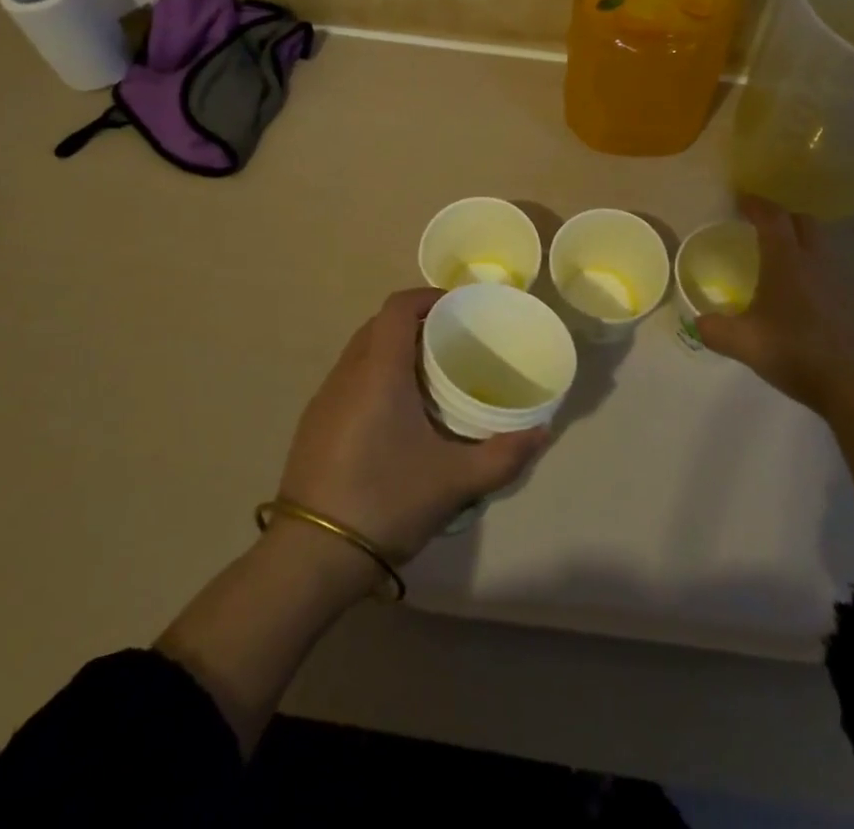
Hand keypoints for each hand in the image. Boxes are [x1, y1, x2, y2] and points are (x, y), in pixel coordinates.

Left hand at [278, 288, 549, 560]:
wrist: (311, 556)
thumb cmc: (386, 501)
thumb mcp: (455, 481)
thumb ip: (504, 455)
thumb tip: (542, 433)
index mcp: (379, 371)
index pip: (398, 307)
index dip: (428, 297)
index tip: (458, 308)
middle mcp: (347, 373)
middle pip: (379, 324)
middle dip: (415, 322)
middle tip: (451, 341)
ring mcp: (325, 399)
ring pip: (361, 352)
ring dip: (392, 349)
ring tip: (428, 375)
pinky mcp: (313, 424)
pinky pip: (349, 378)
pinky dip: (374, 375)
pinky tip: (396, 413)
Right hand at [695, 195, 853, 414]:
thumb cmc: (797, 352)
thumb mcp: (744, 344)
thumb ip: (715, 330)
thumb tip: (698, 322)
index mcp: (787, 260)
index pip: (772, 217)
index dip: (756, 205)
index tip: (742, 200)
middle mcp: (818, 261)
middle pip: (804, 222)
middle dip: (783, 218)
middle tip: (764, 228)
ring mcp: (844, 280)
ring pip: (823, 247)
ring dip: (803, 245)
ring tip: (785, 265)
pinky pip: (835, 274)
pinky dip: (819, 274)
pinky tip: (809, 301)